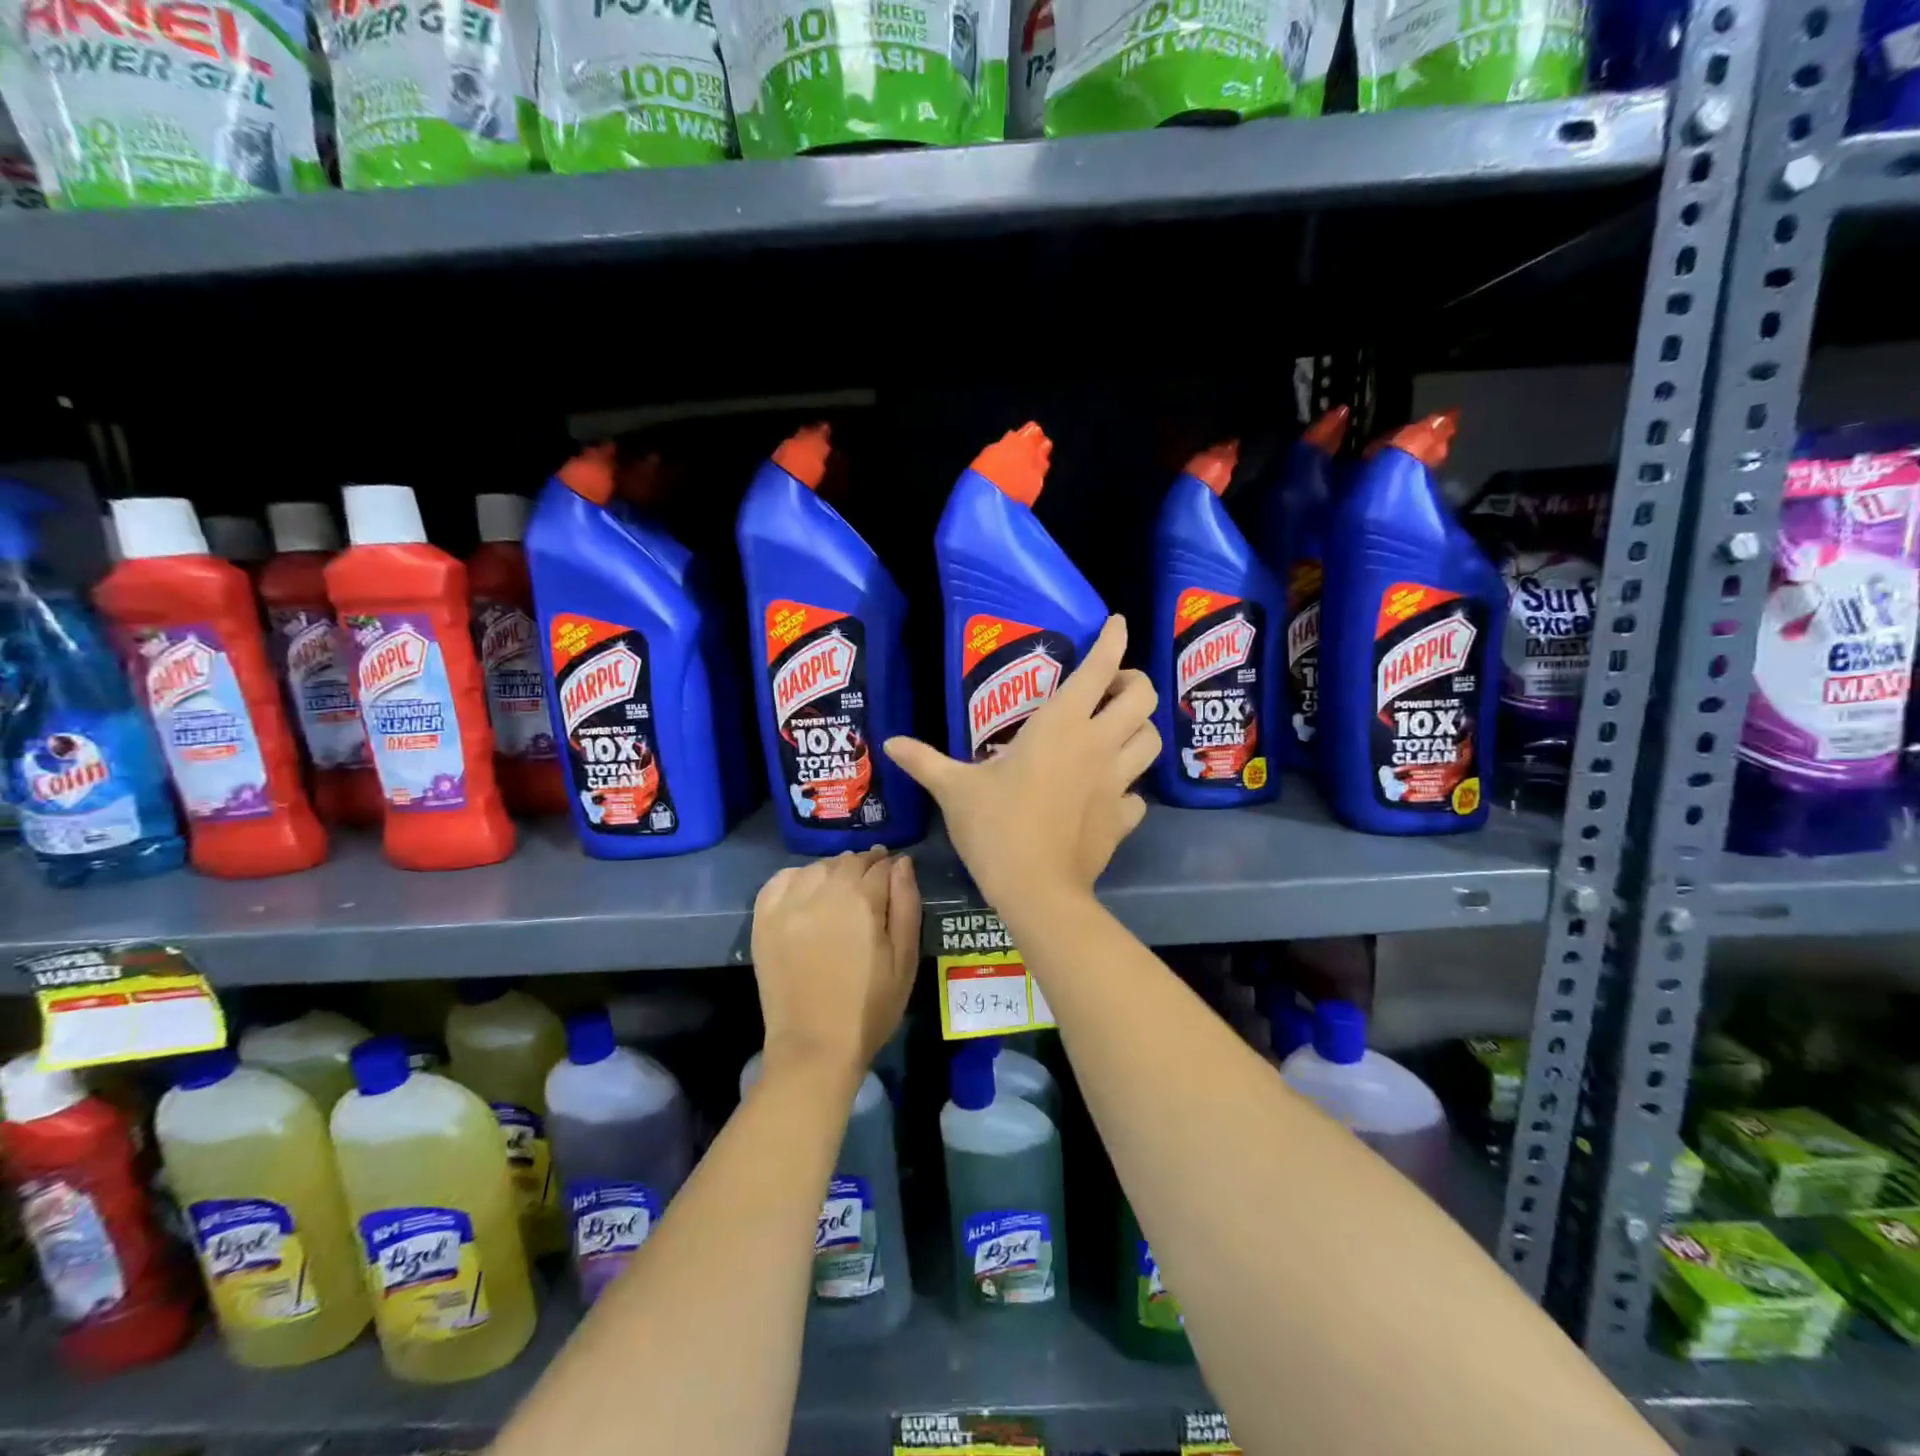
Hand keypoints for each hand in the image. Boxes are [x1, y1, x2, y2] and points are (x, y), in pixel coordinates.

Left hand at [750, 848, 920, 1080]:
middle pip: (847, 862)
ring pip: (816, 867)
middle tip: (871, 882)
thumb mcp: (905, 959)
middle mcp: (821, 893)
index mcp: (861, 902)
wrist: (815, 1047)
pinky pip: (780, 881)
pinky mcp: (763, 921)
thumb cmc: (870, 1007)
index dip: (890, 866)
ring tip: (841, 889)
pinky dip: (797, 878)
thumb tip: (901, 863)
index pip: (879, 866)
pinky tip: (807, 892)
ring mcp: (787, 906)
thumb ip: (906, 904)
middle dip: (864, 866)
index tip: (894, 872)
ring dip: (833, 871)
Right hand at [884, 615, 1156, 916]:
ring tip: (1117, 734)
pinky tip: (1109, 795)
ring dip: (1140, 730)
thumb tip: (889, 742)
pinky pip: (1139, 794)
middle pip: (1143, 697)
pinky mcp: (1124, 818)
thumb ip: (925, 761)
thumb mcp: (954, 790)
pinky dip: (1130, 789)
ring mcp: (1118, 782)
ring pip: (1152, 741)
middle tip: (1111, 691)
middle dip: (1135, 683)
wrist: (1036, 890)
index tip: (1117, 624)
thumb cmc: (995, 828)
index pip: (1100, 668)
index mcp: (1060, 726)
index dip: (1114, 639)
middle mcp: (1098, 745)